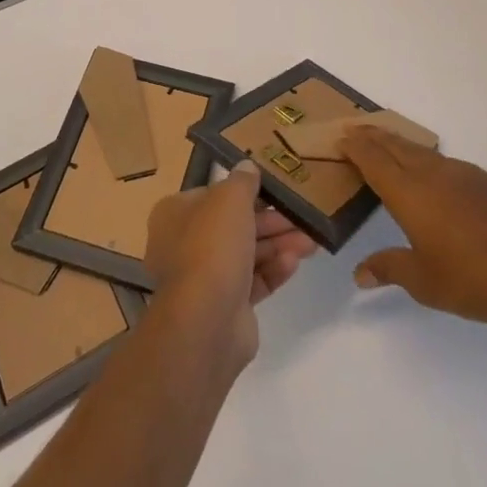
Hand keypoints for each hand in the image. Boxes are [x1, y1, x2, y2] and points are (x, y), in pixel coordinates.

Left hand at [144, 161, 317, 368]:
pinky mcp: (226, 306)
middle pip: (233, 226)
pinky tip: (294, 262)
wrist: (207, 321)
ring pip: (247, 254)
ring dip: (278, 245)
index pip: (212, 195)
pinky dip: (273, 270)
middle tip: (301, 217)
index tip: (272, 189)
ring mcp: (205, 279)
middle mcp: (185, 244)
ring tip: (311, 241)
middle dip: (270, 221)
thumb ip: (242, 181)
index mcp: (175, 214)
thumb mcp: (230, 199)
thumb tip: (247, 166)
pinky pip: (253, 282)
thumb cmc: (212, 246)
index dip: (243, 191)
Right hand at [341, 126, 486, 342]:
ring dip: (400, 144)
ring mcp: (462, 173)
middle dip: (373, 136)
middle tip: (355, 130)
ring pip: (422, 151)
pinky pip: (447, 163)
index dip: (355, 146)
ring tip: (388, 145)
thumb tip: (359, 274)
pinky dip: (429, 160)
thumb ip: (388, 269)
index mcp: (409, 193)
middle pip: (395, 145)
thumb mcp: (423, 282)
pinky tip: (434, 176)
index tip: (340, 137)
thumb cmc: (472, 281)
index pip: (373, 159)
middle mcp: (432, 174)